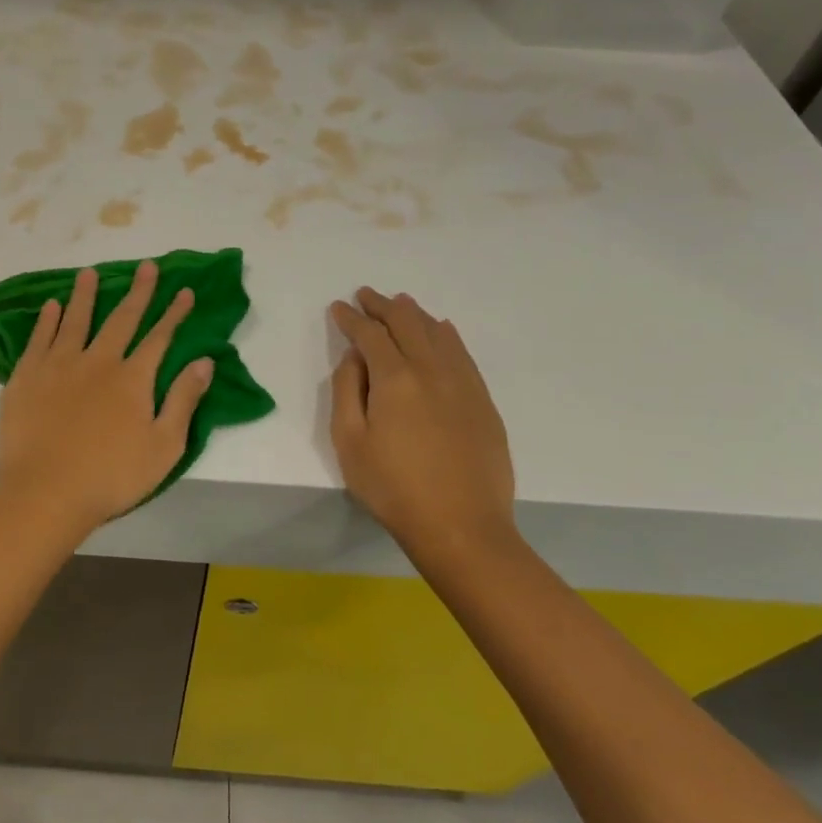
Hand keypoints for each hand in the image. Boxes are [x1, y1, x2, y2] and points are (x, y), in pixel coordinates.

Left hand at [0, 260, 215, 534]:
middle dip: (138, 292)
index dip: (174, 313)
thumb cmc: (111, 477)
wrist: (46, 492)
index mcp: (132, 378)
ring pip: (76, 320)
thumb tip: (204, 361)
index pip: (159, 337)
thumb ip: (183, 400)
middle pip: (121, 319)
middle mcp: (98, 361)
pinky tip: (51, 305)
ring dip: (86, 295)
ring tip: (89, 272)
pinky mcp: (27, 376)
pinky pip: (39, 338)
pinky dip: (47, 320)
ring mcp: (59, 365)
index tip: (184, 290)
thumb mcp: (163, 447)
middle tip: (146, 266)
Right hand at [329, 287, 515, 559]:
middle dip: (382, 305)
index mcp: (395, 379)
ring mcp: (463, 383)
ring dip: (414, 314)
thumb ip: (346, 391)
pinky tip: (441, 331)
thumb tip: (354, 357)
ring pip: (438, 332)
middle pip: (407, 322)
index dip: (351, 318)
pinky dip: (446, 334)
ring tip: (400, 305)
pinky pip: (462, 353)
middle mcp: (432, 370)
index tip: (338, 307)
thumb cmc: (394, 488)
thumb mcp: (349, 443)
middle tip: (366, 295)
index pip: (370, 334)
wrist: (462, 527)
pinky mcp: (483, 400)